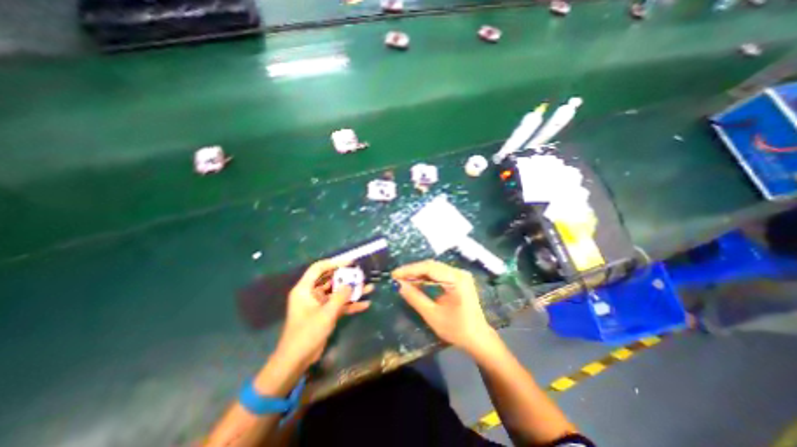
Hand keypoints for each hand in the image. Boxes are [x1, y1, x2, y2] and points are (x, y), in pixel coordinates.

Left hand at [275, 258, 372, 368]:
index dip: (334, 263)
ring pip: (337, 292)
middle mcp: (312, 293)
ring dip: (352, 291)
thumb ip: (340, 297)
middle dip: (347, 278)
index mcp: (305, 289)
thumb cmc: (307, 333)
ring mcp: (319, 304)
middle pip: (330, 280)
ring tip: (369, 288)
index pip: (318, 268)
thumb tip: (351, 284)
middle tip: (362, 275)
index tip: (350, 263)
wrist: (297, 360)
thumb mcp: (326, 314)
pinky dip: (350, 305)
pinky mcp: (325, 313)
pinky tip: (365, 304)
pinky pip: (339, 305)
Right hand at [391, 260, 495, 353]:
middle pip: (432, 266)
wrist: (478, 338)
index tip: (394, 274)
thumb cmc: (457, 330)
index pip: (429, 268)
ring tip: (403, 279)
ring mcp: (460, 275)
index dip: (410, 270)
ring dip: (418, 273)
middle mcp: (459, 273)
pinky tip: (416, 281)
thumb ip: (415, 298)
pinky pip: (439, 274)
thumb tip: (399, 285)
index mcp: (456, 280)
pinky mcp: (458, 280)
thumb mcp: (433, 315)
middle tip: (396, 277)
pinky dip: (426, 277)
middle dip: (413, 270)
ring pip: (434, 269)